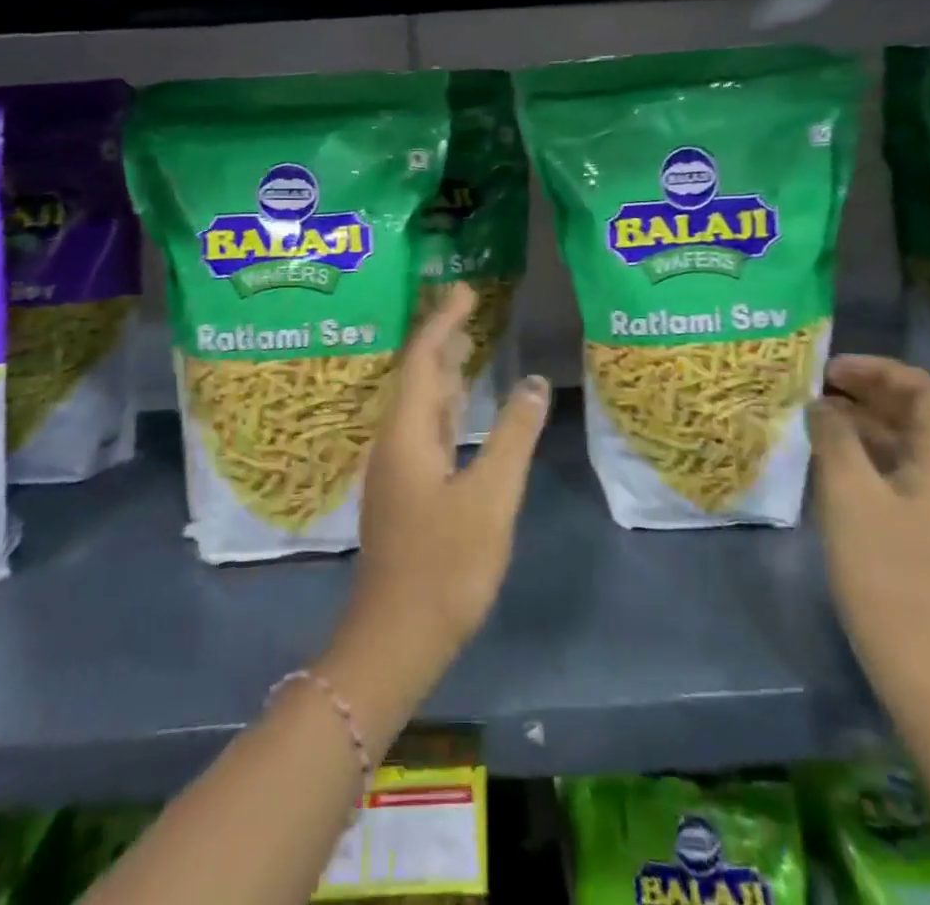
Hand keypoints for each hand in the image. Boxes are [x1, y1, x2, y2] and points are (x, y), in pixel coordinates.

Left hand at [338, 284, 551, 691]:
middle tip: (469, 307)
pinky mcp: (405, 492)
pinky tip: (461, 410)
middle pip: (416, 375)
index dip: (443, 321)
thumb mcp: (491, 497)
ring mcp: (397, 469)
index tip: (465, 290)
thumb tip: (535, 383)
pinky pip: (425, 429)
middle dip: (441, 337)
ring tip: (468, 344)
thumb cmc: (444, 566)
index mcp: (407, 432)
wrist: (395, 639)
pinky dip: (445, 406)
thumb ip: (514, 436)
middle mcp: (395, 441)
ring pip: (420, 403)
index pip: (422, 358)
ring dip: (442, 370)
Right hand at [808, 355, 929, 684]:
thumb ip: (834, 436)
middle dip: (867, 390)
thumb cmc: (882, 564)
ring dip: (860, 419)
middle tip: (818, 385)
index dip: (881, 370)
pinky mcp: (913, 523)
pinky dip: (859, 449)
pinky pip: (889, 467)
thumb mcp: (849, 490)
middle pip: (914, 412)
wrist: (911, 650)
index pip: (926, 391)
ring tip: (813, 414)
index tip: (833, 369)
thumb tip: (821, 404)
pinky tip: (825, 453)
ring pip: (899, 440)